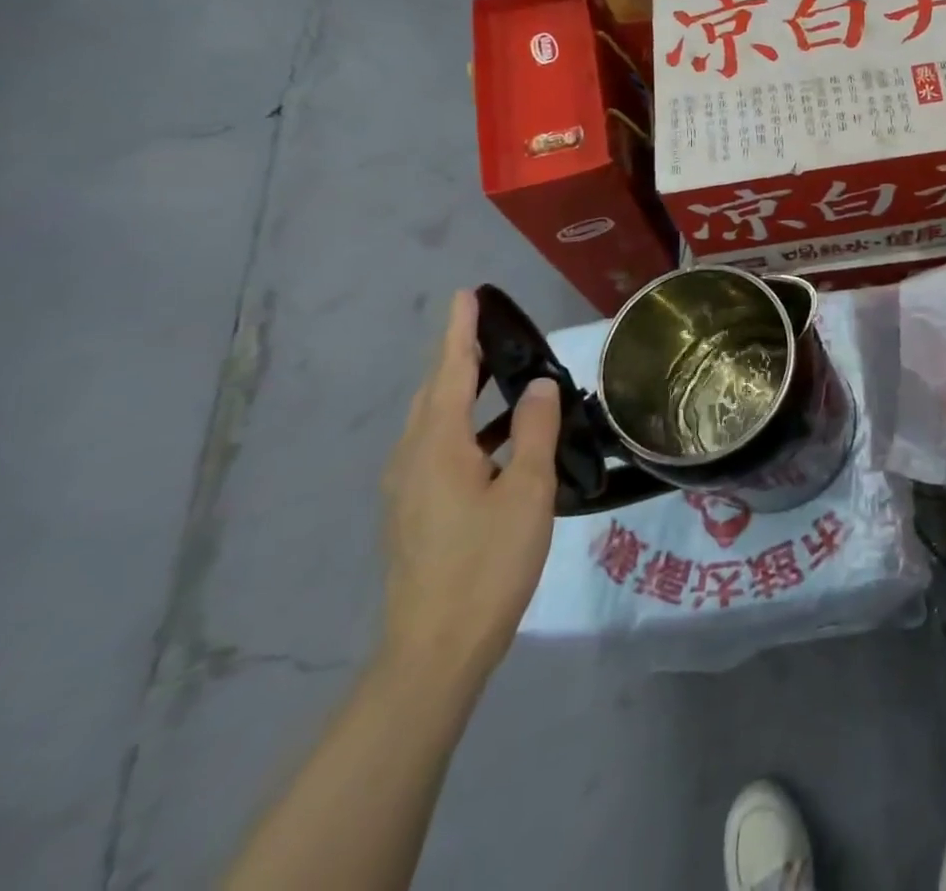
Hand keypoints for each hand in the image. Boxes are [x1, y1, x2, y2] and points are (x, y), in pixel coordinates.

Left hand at [380, 290, 559, 693]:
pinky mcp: (415, 513)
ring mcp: (408, 489)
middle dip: (461, 358)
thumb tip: (537, 385)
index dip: (461, 331)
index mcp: (438, 446)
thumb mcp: (526, 490)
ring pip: (435, 422)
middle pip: (436, 393)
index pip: (452, 371)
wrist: (435, 650)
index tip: (466, 294)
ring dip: (466, 394)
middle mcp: (412, 459)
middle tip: (494, 331)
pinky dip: (467, 426)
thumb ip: (534, 431)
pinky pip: (438, 448)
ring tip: (507, 379)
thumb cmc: (487, 562)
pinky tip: (500, 441)